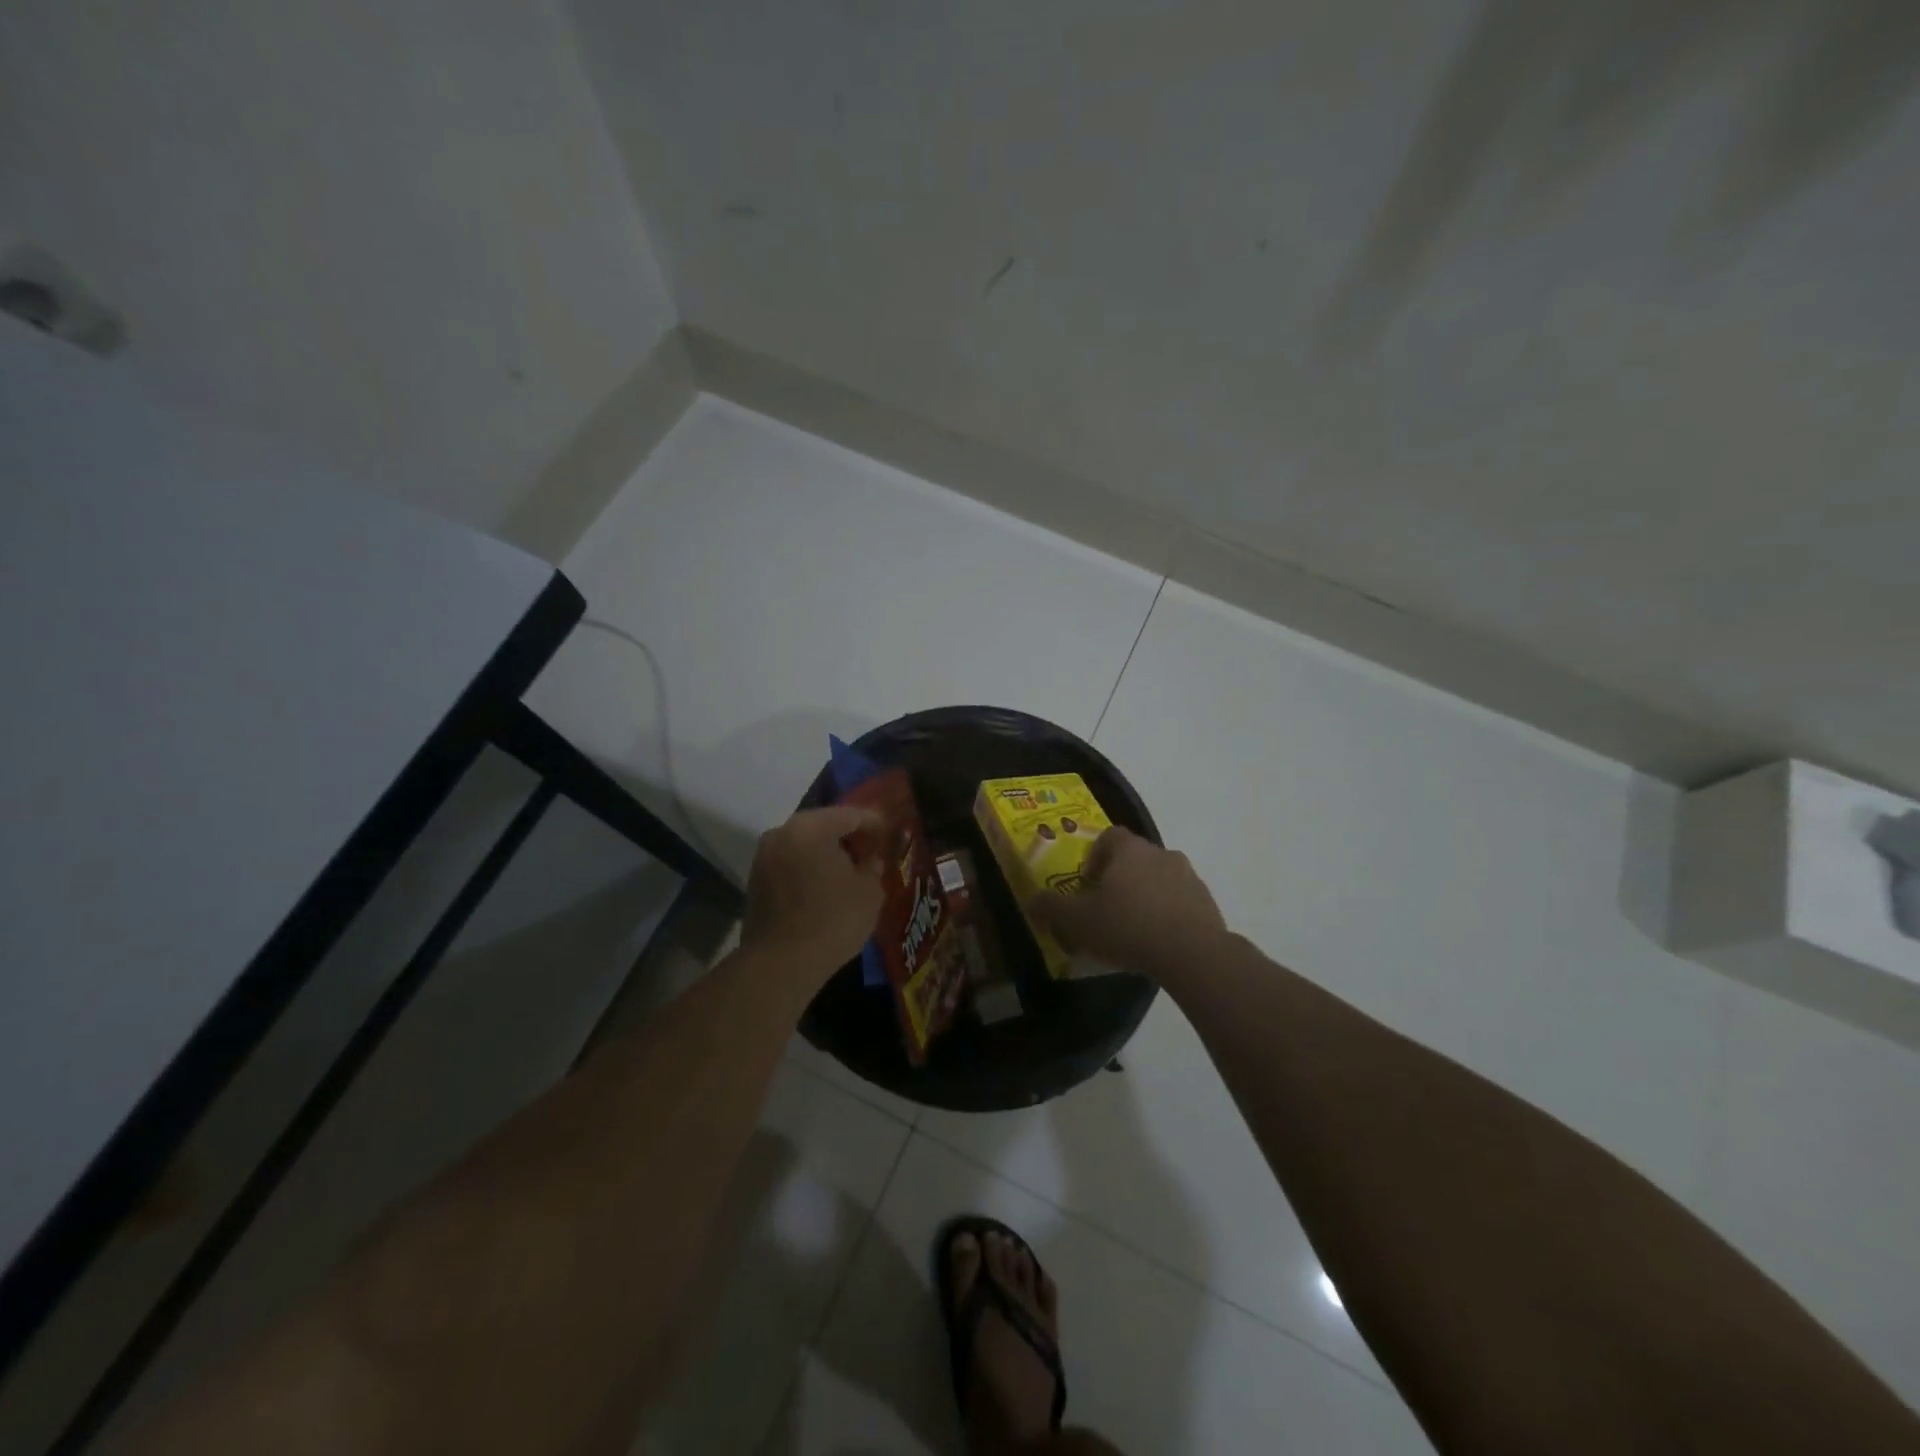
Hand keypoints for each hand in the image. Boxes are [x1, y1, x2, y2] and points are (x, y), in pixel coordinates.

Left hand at [742, 806, 885, 982]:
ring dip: (826, 854)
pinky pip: (790, 865)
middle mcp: (782, 832)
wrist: (781, 964)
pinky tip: (826, 888)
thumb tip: (870, 861)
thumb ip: (873, 867)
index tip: (890, 833)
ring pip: (804, 845)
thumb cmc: (833, 919)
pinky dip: (809, 870)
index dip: (874, 823)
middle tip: (871, 851)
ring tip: (850, 871)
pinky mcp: (755, 882)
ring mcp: (763, 857)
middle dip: (847, 837)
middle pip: (823, 826)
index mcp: (811, 827)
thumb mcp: (870, 892)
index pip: (850, 815)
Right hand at [1030, 826, 1227, 977]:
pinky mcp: (1207, 901)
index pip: (1110, 836)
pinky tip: (1158, 940)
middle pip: (1135, 857)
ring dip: (1145, 894)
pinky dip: (1168, 912)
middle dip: (1119, 878)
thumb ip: (1052, 908)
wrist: (1192, 953)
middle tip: (1106, 907)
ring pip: (1159, 877)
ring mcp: (1189, 876)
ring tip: (1133, 926)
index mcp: (1130, 850)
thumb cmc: (1128, 927)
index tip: (1087, 882)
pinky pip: (1180, 900)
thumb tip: (1031, 900)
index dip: (1095, 855)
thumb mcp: (1079, 921)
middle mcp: (1161, 853)